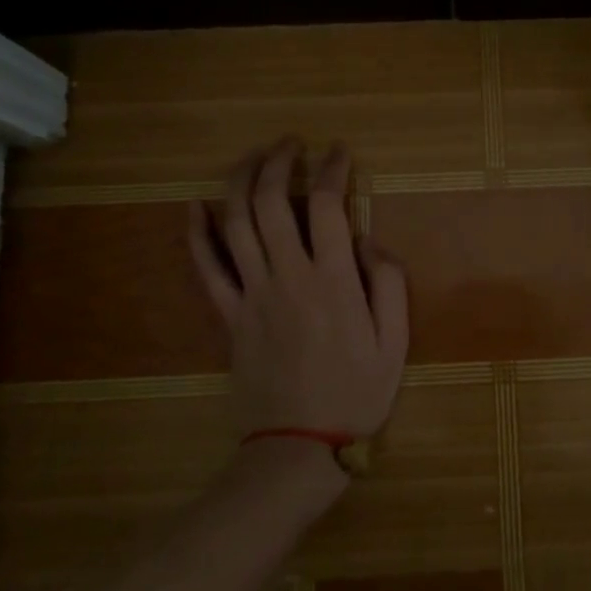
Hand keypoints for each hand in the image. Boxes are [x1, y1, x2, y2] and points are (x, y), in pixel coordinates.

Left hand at [188, 139, 408, 441]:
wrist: (298, 447)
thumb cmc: (356, 393)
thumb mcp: (395, 341)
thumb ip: (387, 282)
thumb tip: (366, 239)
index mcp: (333, 280)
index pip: (327, 205)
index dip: (332, 169)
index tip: (338, 151)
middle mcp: (287, 276)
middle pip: (272, 202)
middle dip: (280, 162)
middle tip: (291, 143)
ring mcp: (251, 294)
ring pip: (236, 223)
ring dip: (241, 182)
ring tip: (253, 157)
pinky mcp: (228, 316)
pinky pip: (205, 269)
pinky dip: (197, 234)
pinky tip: (195, 207)